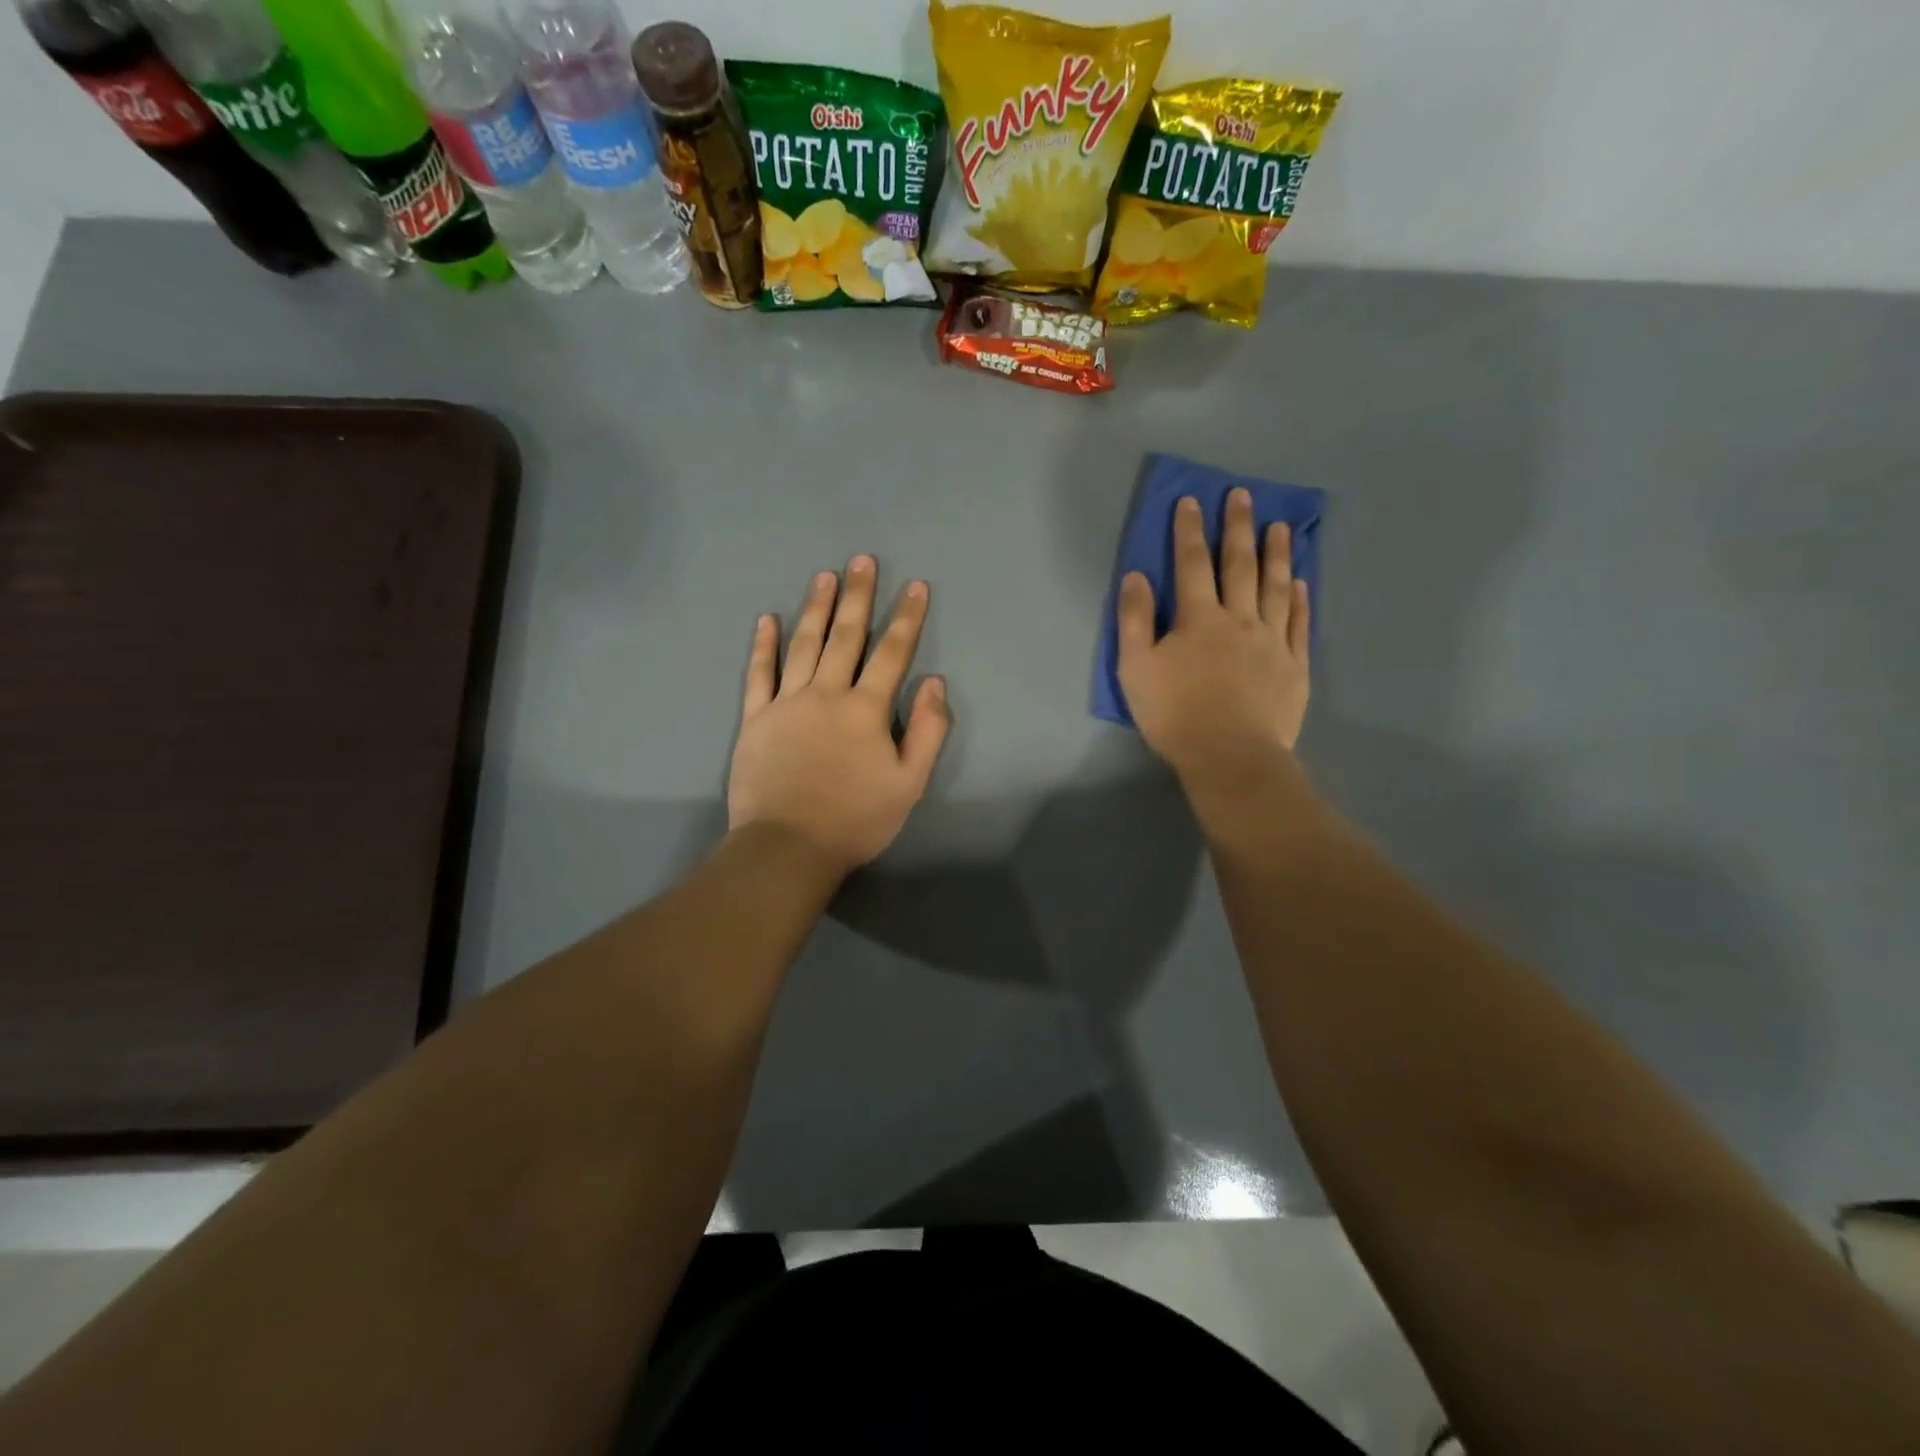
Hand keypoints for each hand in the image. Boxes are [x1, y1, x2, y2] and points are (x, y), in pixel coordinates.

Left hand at [728, 556, 949, 875]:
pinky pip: (759, 674)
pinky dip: (764, 645)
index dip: (906, 617)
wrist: (788, 847)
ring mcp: (786, 703)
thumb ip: (928, 731)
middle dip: (857, 596)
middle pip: (845, 636)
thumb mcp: (909, 783)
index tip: (915, 586)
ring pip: (804, 645)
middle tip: (862, 560)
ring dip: (815, 608)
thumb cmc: (855, 819)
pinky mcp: (755, 718)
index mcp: (866, 709)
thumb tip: (935, 684)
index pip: (892, 653)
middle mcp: (826, 694)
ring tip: (824, 575)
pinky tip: (767, 620)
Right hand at [1117, 489, 1310, 794]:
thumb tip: (1137, 576)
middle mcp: (1239, 619)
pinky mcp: (1294, 666)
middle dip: (1238, 527)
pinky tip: (1302, 583)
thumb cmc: (1175, 714)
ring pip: (1276, 587)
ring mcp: (1272, 641)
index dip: (1189, 530)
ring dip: (1277, 554)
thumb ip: (1134, 620)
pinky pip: (1299, 624)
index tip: (1190, 501)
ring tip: (1281, 526)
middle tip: (1242, 496)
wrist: (1231, 757)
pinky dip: (1301, 600)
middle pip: (1239, 565)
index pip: (1192, 564)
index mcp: (1198, 619)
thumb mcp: (1135, 669)